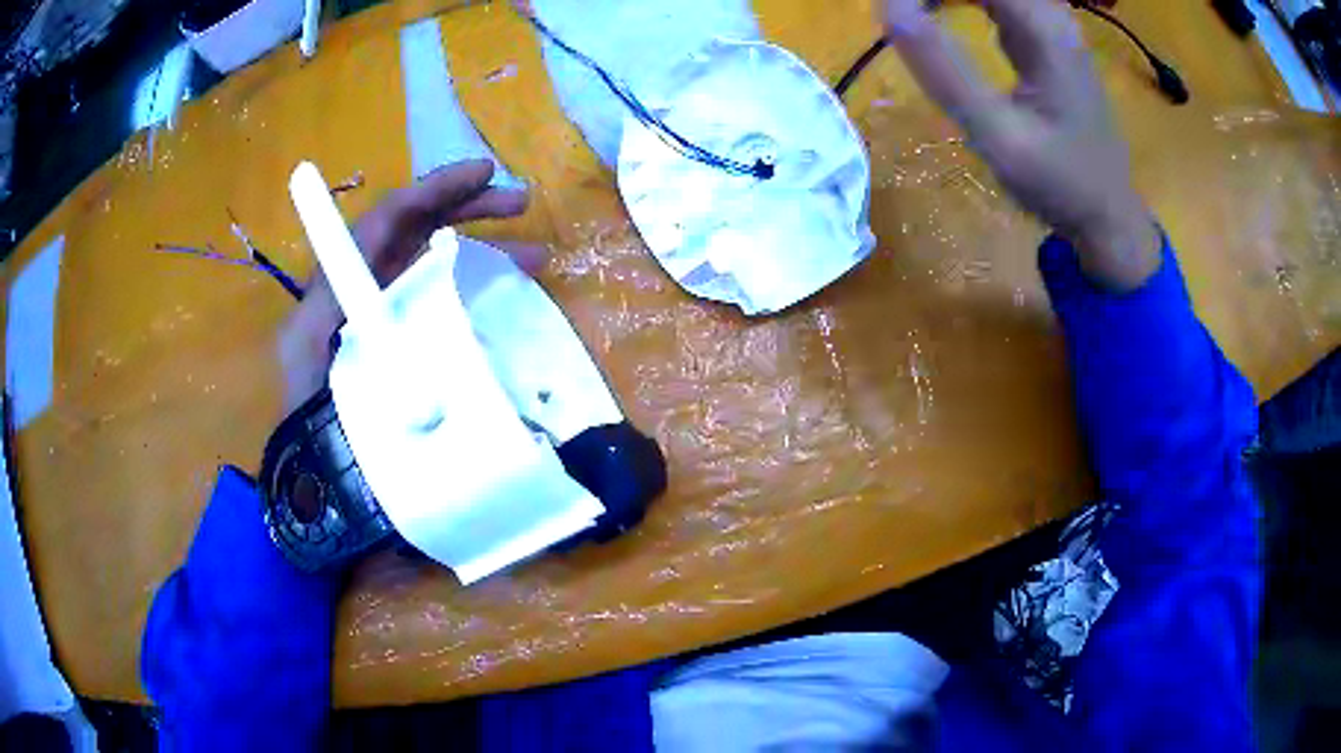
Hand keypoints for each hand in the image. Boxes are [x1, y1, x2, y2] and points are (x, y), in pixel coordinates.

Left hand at [278, 160, 541, 413]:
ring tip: (536, 253)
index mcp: (345, 276)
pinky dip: (480, 288)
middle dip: (467, 207)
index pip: (390, 217)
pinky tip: (513, 296)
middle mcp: (370, 281)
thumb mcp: (314, 368)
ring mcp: (394, 307)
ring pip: (440, 260)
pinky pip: (448, 297)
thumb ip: (350, 340)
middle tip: (521, 202)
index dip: (434, 188)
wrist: (320, 458)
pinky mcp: (413, 334)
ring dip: (486, 248)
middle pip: (419, 227)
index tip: (483, 174)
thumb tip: (416, 347)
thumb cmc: (311, 410)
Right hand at [883, 0, 1159, 289]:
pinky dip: (959, 1)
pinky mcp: (1046, 41)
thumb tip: (890, 8)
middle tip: (896, 13)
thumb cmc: (1059, 183)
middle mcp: (1050, 15)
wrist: (1108, 216)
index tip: (890, 10)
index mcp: (1043, 28)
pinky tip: (936, 12)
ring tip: (909, 12)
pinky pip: (996, 1)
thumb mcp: (998, 134)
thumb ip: (944, 69)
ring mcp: (1051, 26)